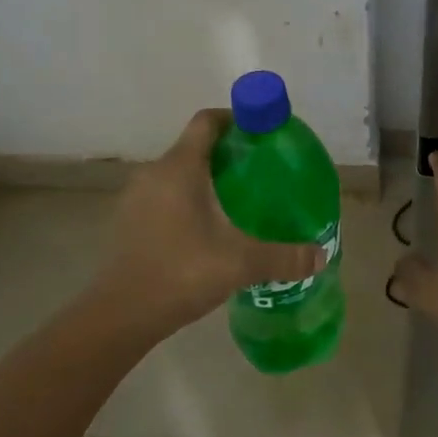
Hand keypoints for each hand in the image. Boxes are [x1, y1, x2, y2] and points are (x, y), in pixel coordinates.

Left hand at [96, 109, 325, 336]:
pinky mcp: (128, 223)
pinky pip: (164, 197)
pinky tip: (208, 230)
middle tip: (260, 173)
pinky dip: (187, 201)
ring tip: (238, 202)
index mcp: (179, 168)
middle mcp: (154, 173)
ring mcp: (136, 198)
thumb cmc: (180, 273)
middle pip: (195, 147)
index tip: (262, 134)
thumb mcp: (241, 263)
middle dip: (228, 154)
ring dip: (206, 179)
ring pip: (178, 174)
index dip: (236, 119)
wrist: (117, 317)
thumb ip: (283, 257)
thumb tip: (320, 257)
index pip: (207, 121)